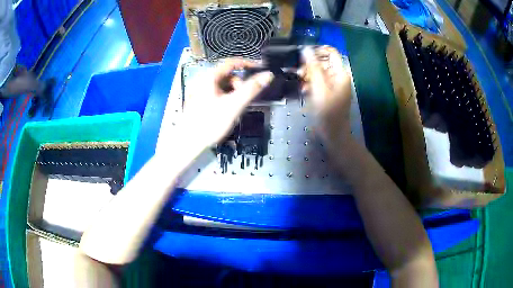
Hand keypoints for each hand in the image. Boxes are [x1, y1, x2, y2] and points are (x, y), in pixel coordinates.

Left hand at [181, 58, 273, 146]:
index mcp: (209, 77)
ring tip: (235, 108)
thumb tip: (268, 75)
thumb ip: (252, 89)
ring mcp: (199, 91)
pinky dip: (225, 98)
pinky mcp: (198, 101)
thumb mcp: (234, 105)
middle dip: (239, 84)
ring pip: (222, 86)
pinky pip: (216, 94)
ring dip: (232, 92)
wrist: (188, 143)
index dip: (247, 63)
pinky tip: (226, 111)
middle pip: (227, 75)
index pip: (231, 62)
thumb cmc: (209, 123)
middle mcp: (202, 80)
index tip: (259, 68)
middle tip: (244, 98)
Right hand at [301, 46, 352, 142]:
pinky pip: (319, 82)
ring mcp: (334, 85)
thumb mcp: (319, 88)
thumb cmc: (327, 112)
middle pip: (324, 62)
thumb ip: (313, 67)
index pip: (331, 52)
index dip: (318, 50)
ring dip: (309, 75)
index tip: (303, 55)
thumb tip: (306, 49)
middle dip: (310, 65)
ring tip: (300, 82)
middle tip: (298, 73)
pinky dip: (312, 84)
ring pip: (320, 72)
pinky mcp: (329, 93)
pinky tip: (304, 90)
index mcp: (340, 73)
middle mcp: (339, 76)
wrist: (333, 134)